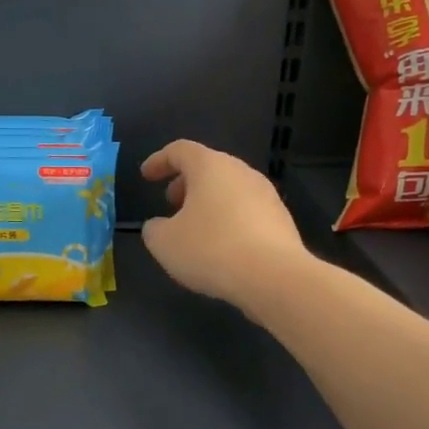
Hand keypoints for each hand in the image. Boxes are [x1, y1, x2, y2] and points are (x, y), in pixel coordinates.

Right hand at [138, 140, 311, 307]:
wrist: (275, 277)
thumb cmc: (211, 249)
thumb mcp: (164, 243)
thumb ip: (154, 229)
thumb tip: (159, 226)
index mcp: (210, 166)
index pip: (180, 150)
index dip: (159, 160)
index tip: (146, 176)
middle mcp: (241, 172)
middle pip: (208, 167)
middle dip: (186, 183)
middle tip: (171, 203)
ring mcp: (266, 195)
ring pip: (229, 189)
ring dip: (208, 202)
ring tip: (195, 229)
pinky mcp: (281, 220)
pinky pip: (247, 211)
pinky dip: (229, 220)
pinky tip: (222, 247)